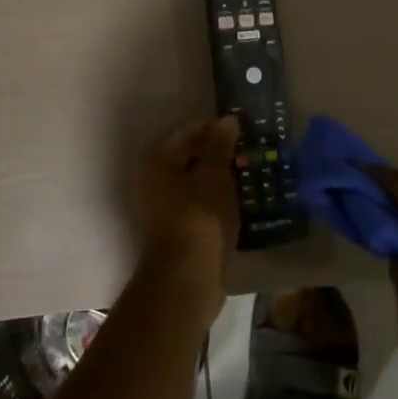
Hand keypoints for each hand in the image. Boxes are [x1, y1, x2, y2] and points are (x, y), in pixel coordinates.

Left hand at [132, 117, 240, 321]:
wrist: (186, 278)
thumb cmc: (199, 218)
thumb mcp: (215, 176)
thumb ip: (220, 146)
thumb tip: (226, 120)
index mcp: (155, 160)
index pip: (188, 132)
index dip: (216, 129)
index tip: (242, 129)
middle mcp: (150, 180)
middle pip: (188, 157)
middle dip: (217, 154)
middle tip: (247, 152)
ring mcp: (159, 208)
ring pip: (192, 182)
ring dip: (216, 178)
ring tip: (246, 175)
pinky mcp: (172, 230)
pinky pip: (195, 204)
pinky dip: (213, 199)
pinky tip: (237, 201)